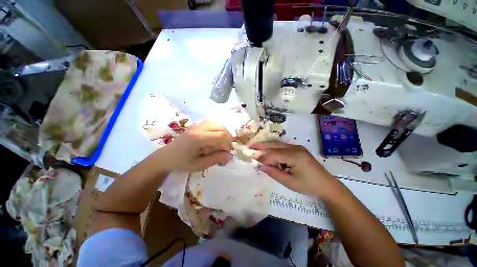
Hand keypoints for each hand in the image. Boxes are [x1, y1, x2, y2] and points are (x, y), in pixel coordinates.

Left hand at [154, 120, 232, 171]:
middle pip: (220, 126)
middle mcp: (198, 128)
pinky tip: (214, 137)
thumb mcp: (199, 165)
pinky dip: (217, 129)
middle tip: (226, 147)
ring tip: (222, 142)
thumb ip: (216, 159)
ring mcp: (196, 125)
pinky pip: (211, 123)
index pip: (221, 135)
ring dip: (223, 131)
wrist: (165, 157)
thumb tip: (230, 156)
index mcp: (198, 138)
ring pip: (216, 123)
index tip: (229, 151)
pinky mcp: (195, 125)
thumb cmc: (181, 163)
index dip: (229, 142)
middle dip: (227, 136)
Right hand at [250, 141, 338, 197]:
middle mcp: (295, 148)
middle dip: (261, 145)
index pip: (274, 154)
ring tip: (257, 148)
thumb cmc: (308, 185)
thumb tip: (261, 166)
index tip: (258, 164)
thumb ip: (274, 173)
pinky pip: (283, 147)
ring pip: (278, 144)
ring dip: (267, 146)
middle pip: (274, 144)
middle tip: (250, 146)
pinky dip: (274, 149)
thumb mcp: (290, 182)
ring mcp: (297, 147)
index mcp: (295, 156)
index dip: (264, 159)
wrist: (327, 185)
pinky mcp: (298, 149)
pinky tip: (270, 154)